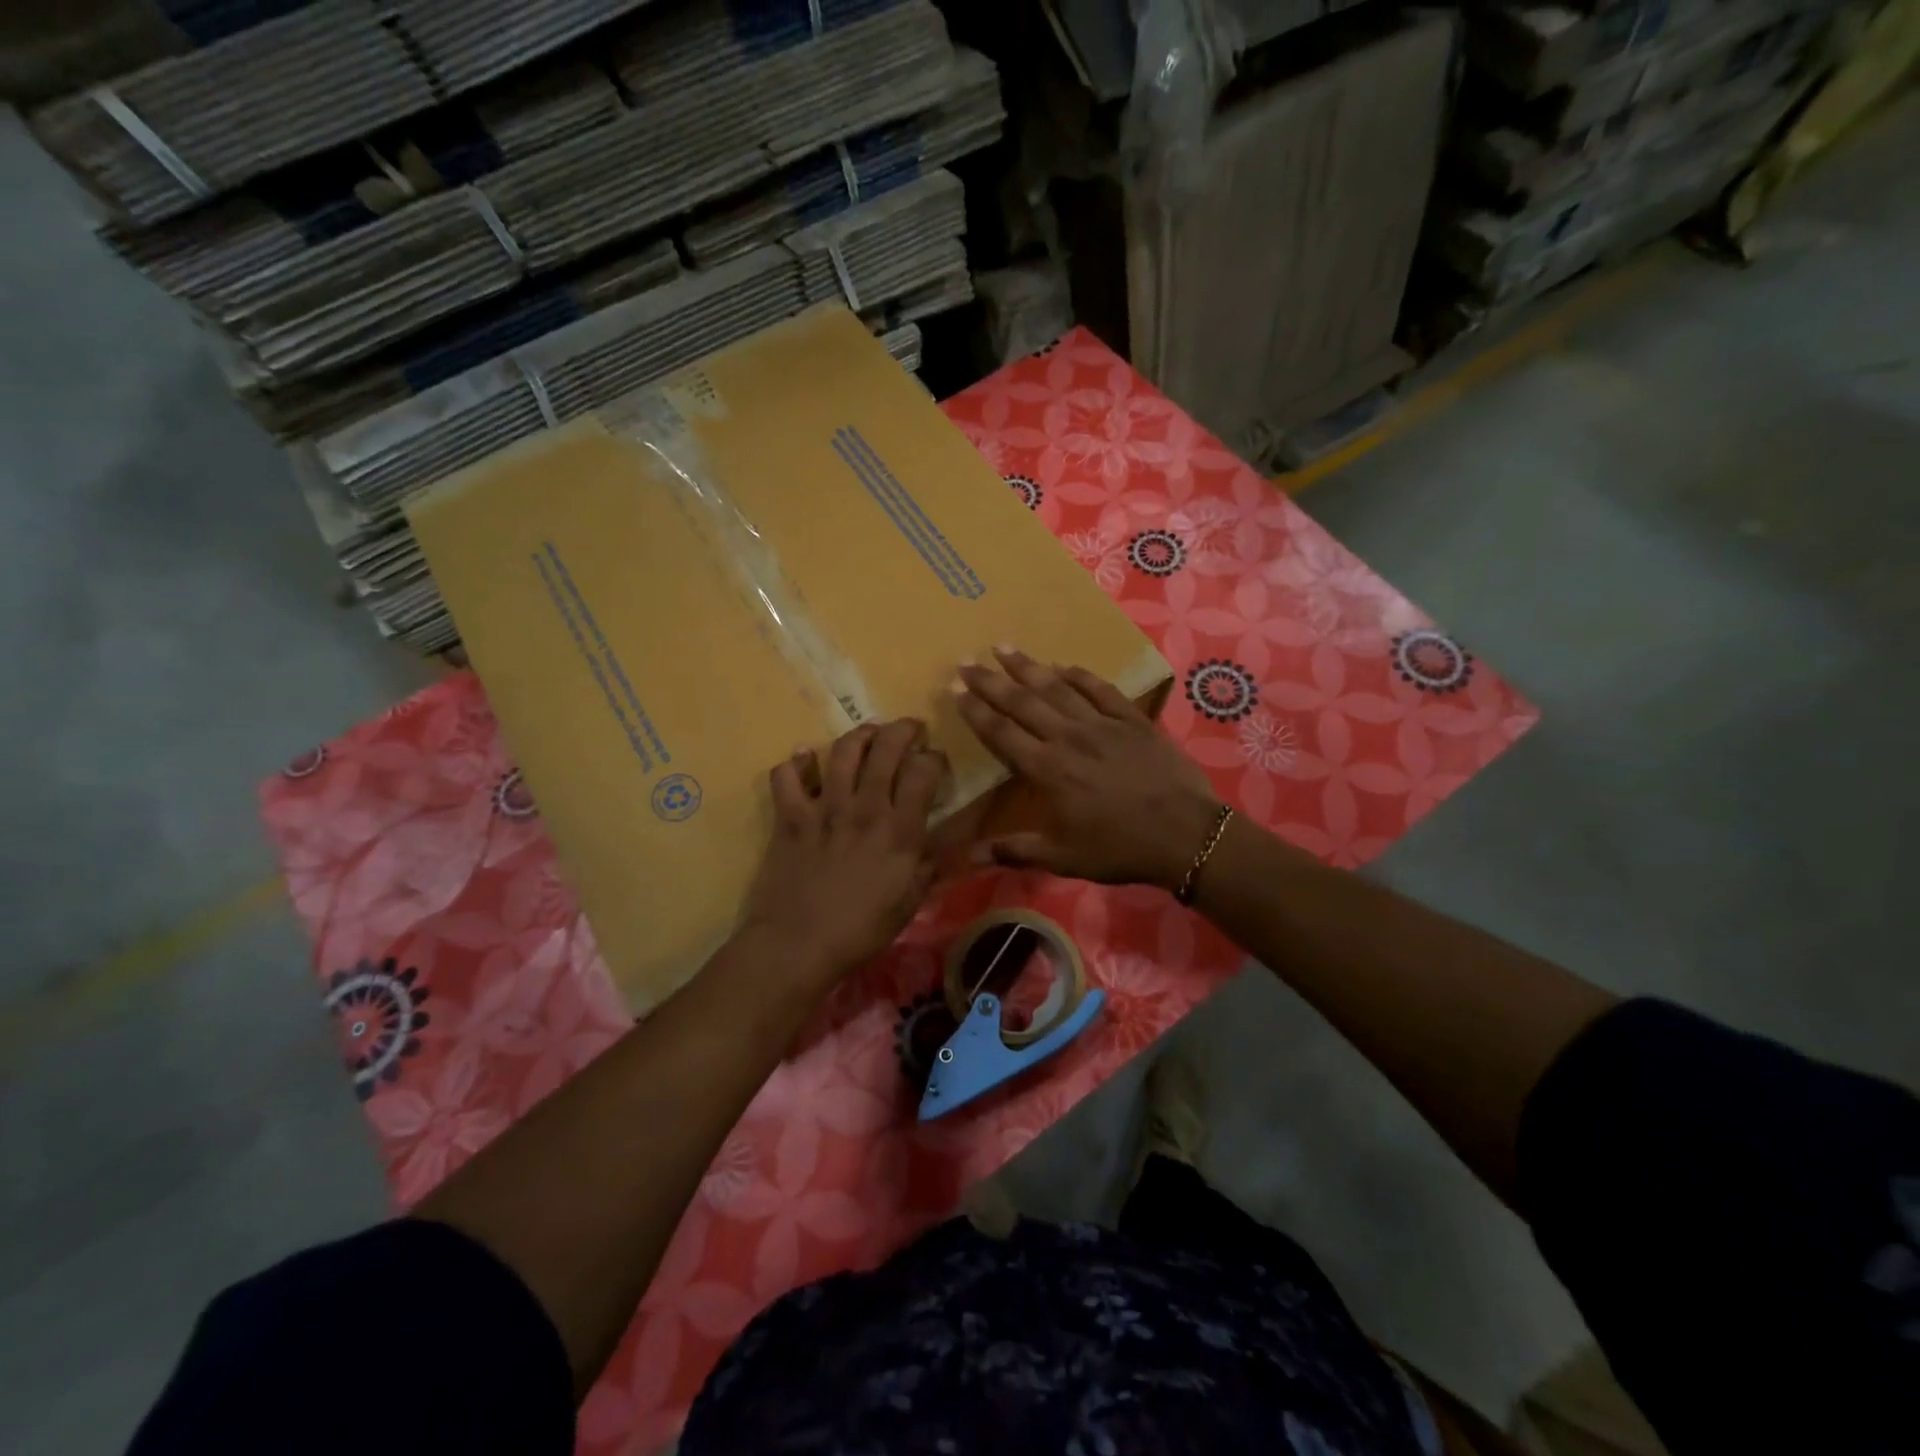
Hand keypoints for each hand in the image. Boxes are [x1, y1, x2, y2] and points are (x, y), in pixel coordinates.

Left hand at [740, 719, 946, 983]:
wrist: (799, 944)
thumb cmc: (862, 929)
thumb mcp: (911, 901)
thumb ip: (932, 863)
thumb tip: (952, 839)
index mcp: (900, 829)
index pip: (924, 771)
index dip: (934, 758)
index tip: (935, 762)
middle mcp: (865, 807)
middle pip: (886, 747)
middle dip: (902, 729)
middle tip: (909, 729)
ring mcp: (824, 807)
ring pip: (843, 751)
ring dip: (859, 735)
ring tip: (868, 735)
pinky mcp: (790, 816)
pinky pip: (787, 775)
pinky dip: (795, 763)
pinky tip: (803, 760)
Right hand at [956, 647, 1221, 889]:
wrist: (1185, 835)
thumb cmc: (1119, 848)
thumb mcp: (1062, 858)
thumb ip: (1013, 851)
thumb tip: (965, 858)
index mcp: (1047, 769)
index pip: (1002, 732)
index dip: (976, 710)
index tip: (955, 689)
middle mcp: (1068, 737)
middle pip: (1022, 702)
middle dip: (991, 680)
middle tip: (967, 660)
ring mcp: (1102, 724)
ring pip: (1057, 688)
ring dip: (1029, 667)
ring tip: (1005, 647)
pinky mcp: (1132, 720)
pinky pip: (1100, 689)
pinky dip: (1080, 675)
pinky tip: (1064, 665)